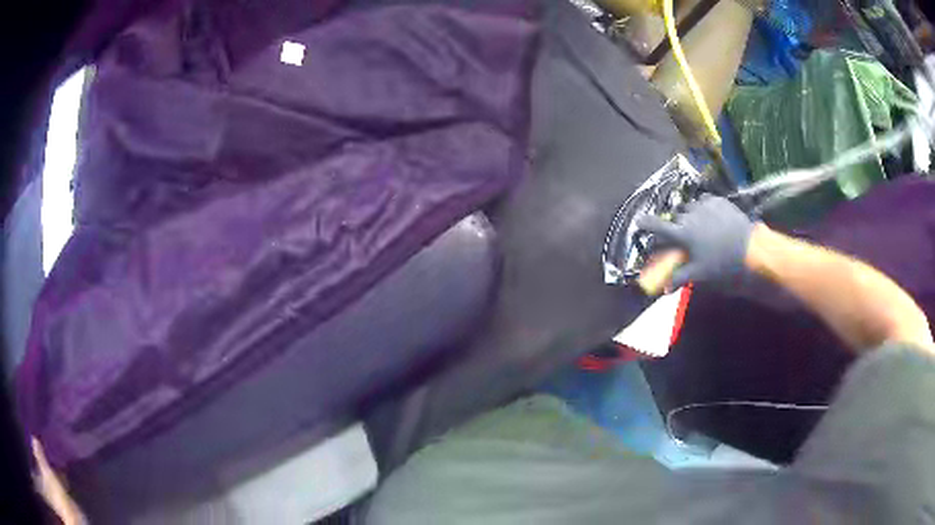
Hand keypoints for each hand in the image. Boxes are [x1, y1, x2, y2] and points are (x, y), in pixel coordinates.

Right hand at [637, 195, 753, 289]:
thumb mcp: (699, 274)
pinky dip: (703, 208)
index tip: (638, 221)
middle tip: (682, 235)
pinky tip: (710, 217)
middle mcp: (690, 215)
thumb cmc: (722, 264)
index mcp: (682, 233)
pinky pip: (704, 201)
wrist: (750, 248)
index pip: (658, 226)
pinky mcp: (717, 200)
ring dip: (689, 215)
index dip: (646, 223)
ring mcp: (704, 205)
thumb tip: (664, 289)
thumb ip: (679, 278)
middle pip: (675, 217)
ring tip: (699, 225)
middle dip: (675, 225)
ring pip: (690, 207)